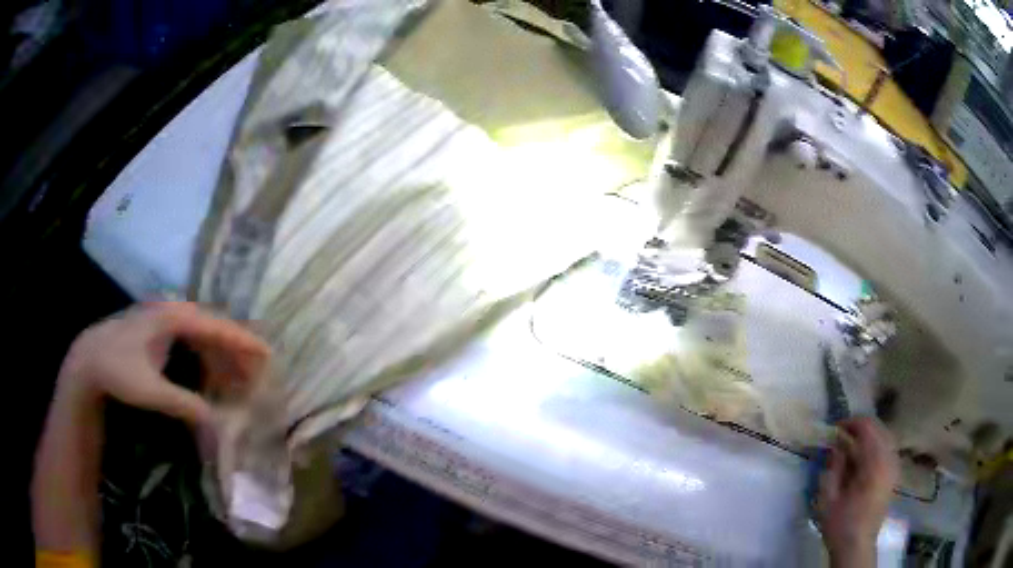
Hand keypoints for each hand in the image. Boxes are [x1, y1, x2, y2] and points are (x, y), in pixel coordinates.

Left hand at [56, 301, 270, 425]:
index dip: (243, 341)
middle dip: (236, 352)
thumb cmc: (117, 371)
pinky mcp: (158, 332)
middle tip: (257, 376)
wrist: (88, 360)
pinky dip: (206, 359)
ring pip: (203, 335)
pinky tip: (211, 378)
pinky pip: (191, 342)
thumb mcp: (150, 391)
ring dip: (221, 357)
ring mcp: (164, 320)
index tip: (268, 355)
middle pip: (213, 329)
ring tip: (238, 381)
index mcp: (172, 318)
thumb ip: (185, 405)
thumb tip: (218, 422)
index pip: (216, 326)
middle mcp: (172, 312)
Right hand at [816, 416, 899, 566]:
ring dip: (868, 437)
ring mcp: (894, 466)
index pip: (867, 428)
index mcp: (874, 463)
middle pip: (878, 429)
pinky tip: (863, 458)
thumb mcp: (829, 498)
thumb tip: (837, 446)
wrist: (857, 546)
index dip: (850, 423)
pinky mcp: (894, 474)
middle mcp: (889, 459)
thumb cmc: (841, 524)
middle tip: (840, 436)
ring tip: (850, 446)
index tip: (834, 429)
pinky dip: (875, 446)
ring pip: (884, 437)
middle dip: (859, 428)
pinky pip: (887, 449)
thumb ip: (834, 467)